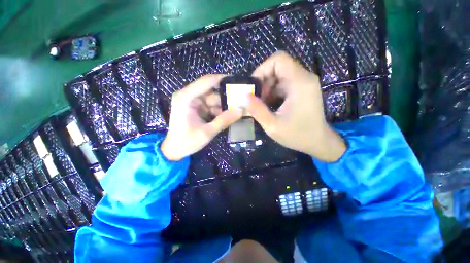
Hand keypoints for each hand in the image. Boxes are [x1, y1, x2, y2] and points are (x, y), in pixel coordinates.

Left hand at [161, 75, 241, 160]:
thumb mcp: (207, 132)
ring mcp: (192, 102)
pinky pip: (211, 105)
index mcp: (186, 98)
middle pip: (211, 90)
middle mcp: (188, 96)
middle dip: (226, 96)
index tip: (238, 82)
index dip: (223, 80)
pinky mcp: (196, 108)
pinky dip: (220, 110)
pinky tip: (228, 116)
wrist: (174, 151)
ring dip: (224, 105)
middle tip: (242, 100)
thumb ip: (224, 120)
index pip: (207, 81)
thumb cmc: (187, 142)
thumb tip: (242, 110)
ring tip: (238, 110)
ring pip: (213, 98)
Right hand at [246, 51, 346, 161]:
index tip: (253, 87)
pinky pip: (283, 83)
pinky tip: (270, 105)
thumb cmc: (297, 135)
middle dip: (263, 82)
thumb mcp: (272, 125)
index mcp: (299, 83)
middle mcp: (304, 78)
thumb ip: (257, 110)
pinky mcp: (302, 89)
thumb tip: (244, 96)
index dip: (262, 70)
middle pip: (278, 67)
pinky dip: (273, 92)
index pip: (278, 59)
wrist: (318, 142)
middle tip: (256, 99)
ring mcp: (304, 83)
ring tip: (262, 104)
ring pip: (279, 75)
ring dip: (267, 88)